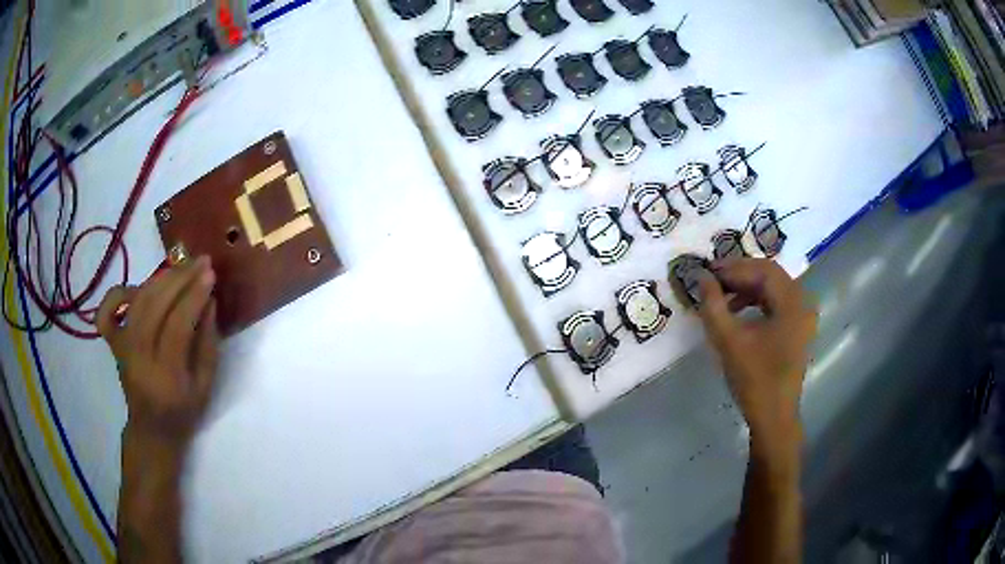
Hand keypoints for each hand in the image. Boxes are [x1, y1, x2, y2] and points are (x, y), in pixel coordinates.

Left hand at [97, 256, 218, 445]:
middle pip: (155, 306)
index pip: (178, 325)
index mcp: (166, 376)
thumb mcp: (205, 387)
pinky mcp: (112, 343)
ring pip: (137, 301)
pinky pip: (107, 311)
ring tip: (181, 265)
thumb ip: (208, 344)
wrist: (151, 429)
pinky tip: (137, 287)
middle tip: (200, 260)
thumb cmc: (183, 412)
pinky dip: (118, 293)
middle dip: (180, 278)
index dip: (194, 296)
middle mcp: (139, 357)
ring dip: (160, 277)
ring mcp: (121, 348)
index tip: (210, 273)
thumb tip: (209, 301)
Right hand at [697, 258, 816, 446]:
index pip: (762, 269)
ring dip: (747, 288)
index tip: (707, 272)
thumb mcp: (728, 341)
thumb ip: (713, 305)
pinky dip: (756, 302)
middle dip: (740, 275)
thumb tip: (701, 277)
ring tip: (722, 299)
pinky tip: (738, 313)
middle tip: (713, 281)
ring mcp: (802, 316)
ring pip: (773, 288)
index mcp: (792, 302)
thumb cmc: (754, 379)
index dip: (733, 267)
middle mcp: (802, 302)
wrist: (774, 416)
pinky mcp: (797, 328)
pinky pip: (777, 303)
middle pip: (769, 274)